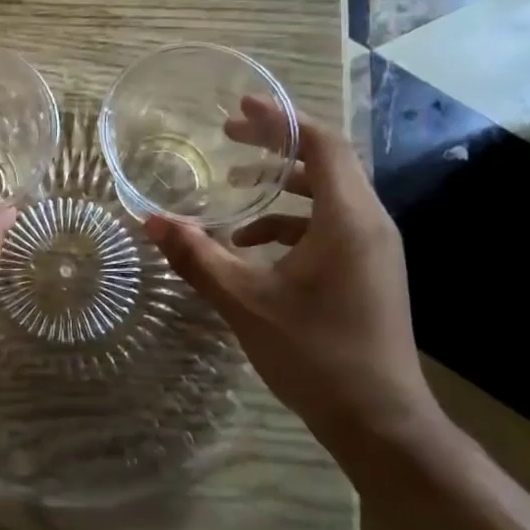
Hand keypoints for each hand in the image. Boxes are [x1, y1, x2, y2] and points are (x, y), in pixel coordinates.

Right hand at [146, 100, 427, 430]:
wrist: (379, 421)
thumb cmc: (315, 354)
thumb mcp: (246, 302)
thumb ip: (197, 257)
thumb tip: (150, 221)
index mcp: (347, 219)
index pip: (321, 144)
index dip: (280, 120)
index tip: (239, 108)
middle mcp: (369, 224)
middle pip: (325, 163)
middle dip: (275, 147)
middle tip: (228, 139)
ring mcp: (373, 249)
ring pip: (327, 196)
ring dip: (280, 187)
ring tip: (231, 193)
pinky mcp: (368, 271)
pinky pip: (329, 227)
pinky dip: (289, 224)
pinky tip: (250, 247)